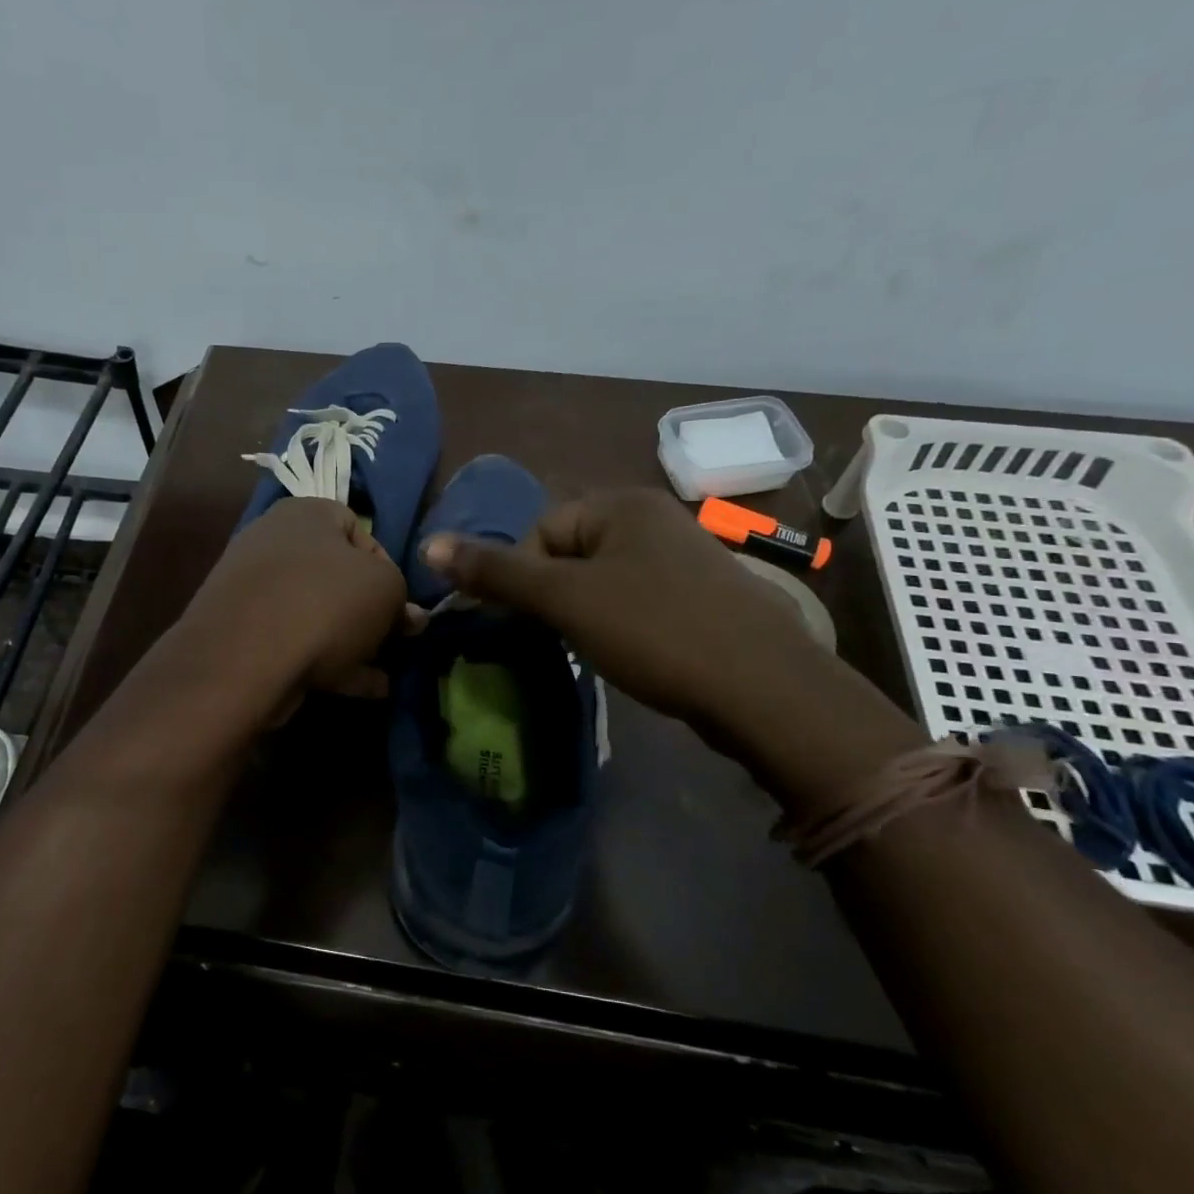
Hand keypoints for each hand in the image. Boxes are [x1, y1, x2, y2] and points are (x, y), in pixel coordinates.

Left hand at [177, 497, 409, 707]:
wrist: (244, 659)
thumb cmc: (326, 604)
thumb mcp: (387, 589)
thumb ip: (402, 598)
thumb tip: (408, 617)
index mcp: (305, 514)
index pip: (358, 528)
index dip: (388, 566)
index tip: (401, 603)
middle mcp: (273, 543)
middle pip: (337, 575)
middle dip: (369, 611)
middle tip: (393, 640)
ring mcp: (253, 591)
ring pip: (317, 613)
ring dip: (353, 642)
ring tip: (383, 673)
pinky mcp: (242, 634)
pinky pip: (297, 643)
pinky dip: (330, 663)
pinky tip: (363, 690)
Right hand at [418, 488, 813, 723]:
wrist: (765, 689)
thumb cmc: (655, 629)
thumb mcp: (566, 599)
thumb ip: (497, 573)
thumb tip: (428, 545)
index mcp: (621, 503)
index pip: (540, 530)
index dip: (525, 578)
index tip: (537, 622)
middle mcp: (653, 518)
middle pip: (569, 553)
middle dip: (554, 597)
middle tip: (562, 638)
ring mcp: (682, 556)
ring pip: (601, 580)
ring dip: (583, 614)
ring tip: (594, 650)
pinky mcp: (699, 595)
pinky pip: (635, 599)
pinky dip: (618, 625)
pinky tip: (629, 653)